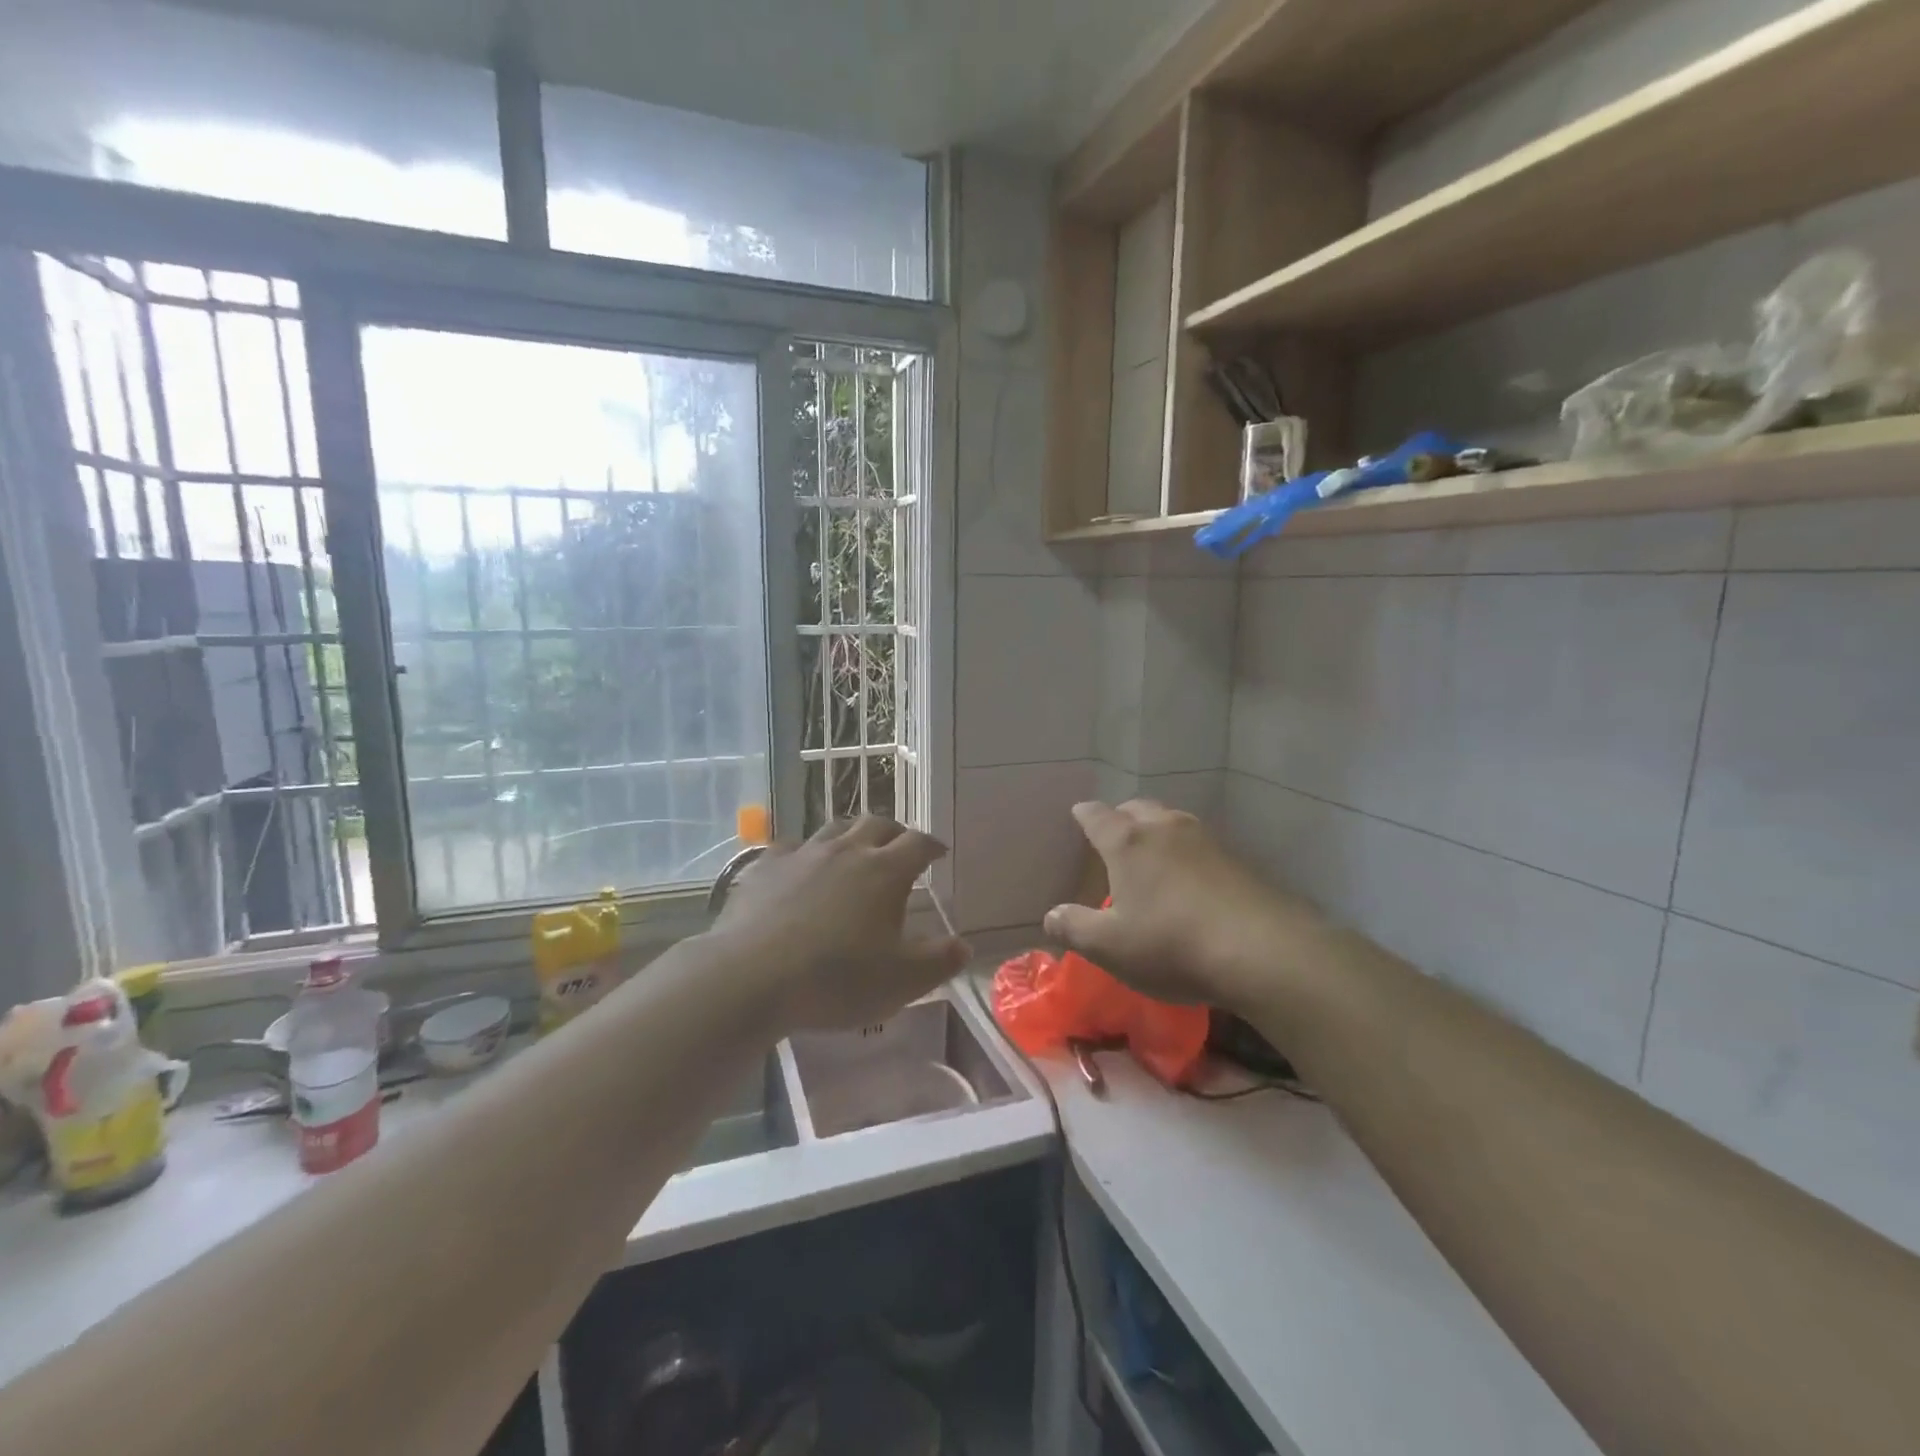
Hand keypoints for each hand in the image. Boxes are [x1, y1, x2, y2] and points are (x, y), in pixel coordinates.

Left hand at [713, 817, 969, 1032]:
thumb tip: (964, 946)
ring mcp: (803, 854)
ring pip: (834, 828)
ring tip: (855, 851)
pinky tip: (801, 868)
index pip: (918, 843)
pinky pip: (792, 847)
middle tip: (900, 847)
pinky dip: (805, 853)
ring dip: (852, 835)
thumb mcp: (901, 982)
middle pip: (877, 824)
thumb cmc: (836, 979)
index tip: (938, 853)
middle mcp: (847, 850)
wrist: (751, 977)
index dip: (932, 845)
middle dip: (895, 832)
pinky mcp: (765, 867)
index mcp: (885, 871)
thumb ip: (938, 962)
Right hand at [1043, 800, 1324, 1012]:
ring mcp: (1206, 840)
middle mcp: (1165, 829)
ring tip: (1152, 856)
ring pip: (1172, 822)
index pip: (1097, 816)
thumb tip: (1050, 916)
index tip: (1078, 815)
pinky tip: (1190, 881)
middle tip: (1114, 836)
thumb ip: (1074, 928)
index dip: (1084, 815)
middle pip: (1138, 808)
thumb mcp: (1110, 947)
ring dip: (1157, 832)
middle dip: (1122, 817)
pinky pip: (1200, 845)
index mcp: (1128, 842)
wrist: (1263, 951)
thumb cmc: (1171, 944)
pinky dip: (1187, 854)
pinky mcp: (1238, 860)